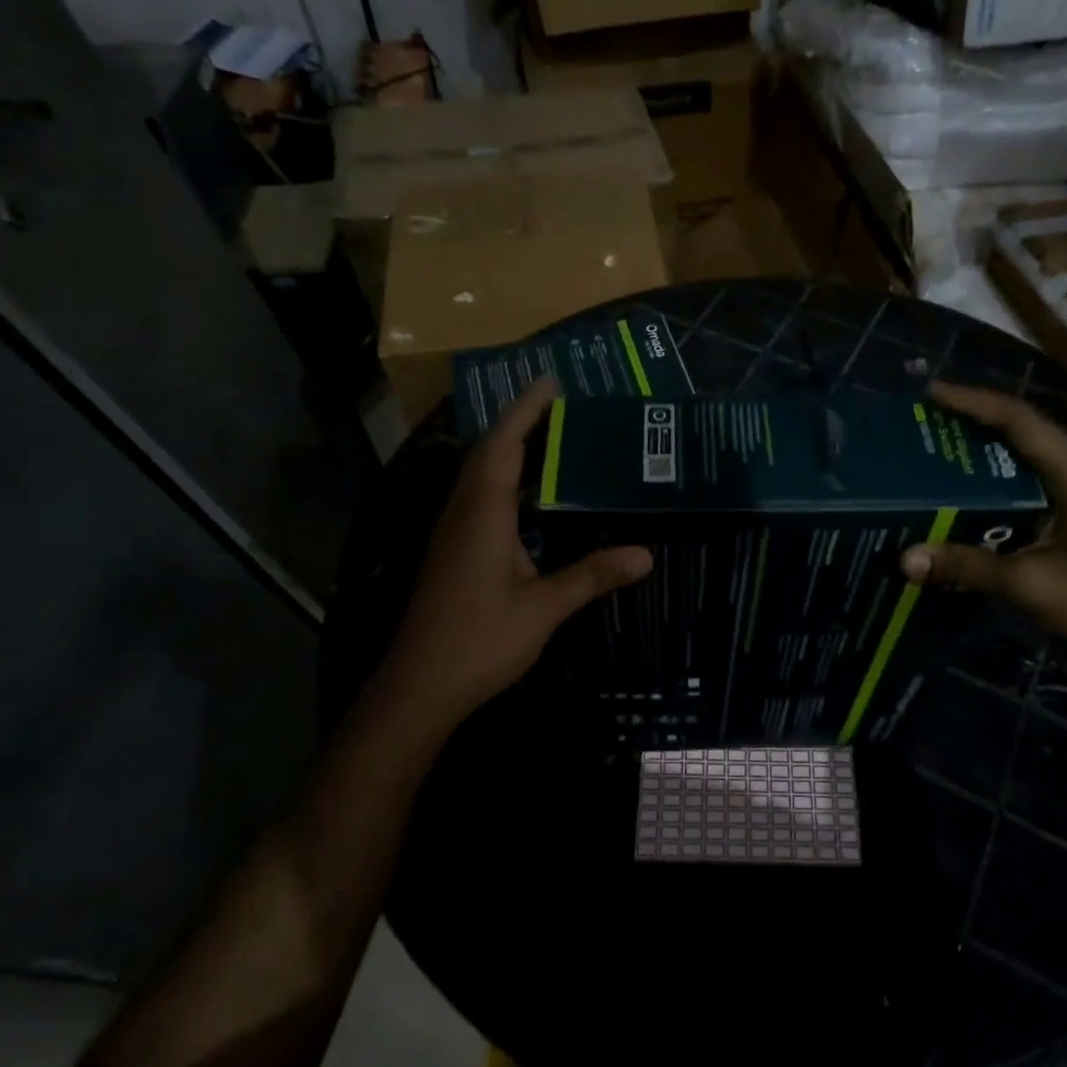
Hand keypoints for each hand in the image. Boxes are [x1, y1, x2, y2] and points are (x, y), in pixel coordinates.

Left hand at [374, 378, 651, 724]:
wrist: (419, 686)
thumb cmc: (480, 640)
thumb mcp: (543, 608)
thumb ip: (591, 576)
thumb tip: (646, 555)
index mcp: (483, 513)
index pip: (504, 445)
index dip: (525, 410)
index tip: (550, 380)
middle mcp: (463, 512)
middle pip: (487, 451)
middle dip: (518, 421)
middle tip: (557, 403)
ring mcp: (452, 531)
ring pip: (478, 473)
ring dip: (507, 447)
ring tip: (547, 435)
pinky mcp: (451, 551)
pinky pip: (477, 495)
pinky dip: (502, 477)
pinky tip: (526, 493)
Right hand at [900, 381, 1066, 669]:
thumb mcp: (1030, 585)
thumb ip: (968, 566)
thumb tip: (905, 559)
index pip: (1022, 422)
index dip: (975, 402)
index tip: (931, 394)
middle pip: (1027, 428)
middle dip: (978, 416)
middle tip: (929, 416)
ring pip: (1033, 452)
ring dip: (991, 442)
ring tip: (944, 441)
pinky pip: (1036, 477)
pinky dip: (1002, 472)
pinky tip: (974, 486)